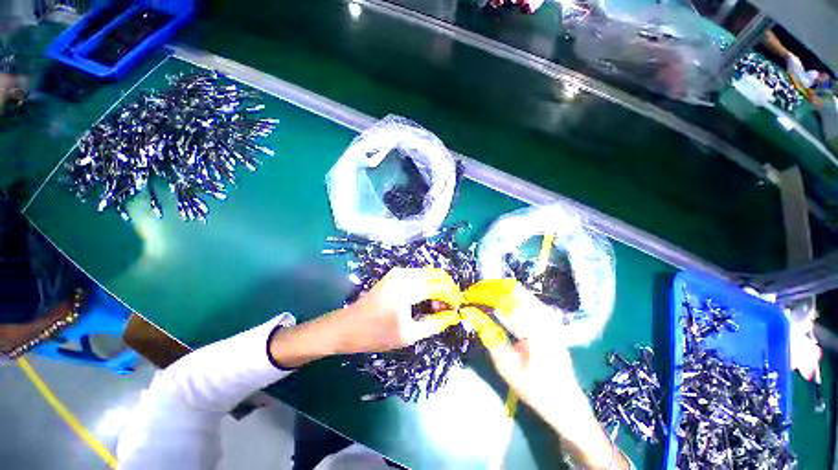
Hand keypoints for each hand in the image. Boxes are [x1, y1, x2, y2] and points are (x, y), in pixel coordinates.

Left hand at [334, 267, 462, 353]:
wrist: (346, 327)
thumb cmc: (375, 333)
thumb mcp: (408, 334)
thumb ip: (434, 324)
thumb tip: (452, 317)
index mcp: (407, 286)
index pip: (439, 286)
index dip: (452, 297)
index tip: (459, 309)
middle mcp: (404, 273)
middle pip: (436, 275)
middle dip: (446, 291)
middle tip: (449, 309)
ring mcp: (398, 272)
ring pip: (428, 275)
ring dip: (437, 288)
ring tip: (439, 308)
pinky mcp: (395, 276)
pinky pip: (418, 277)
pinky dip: (427, 287)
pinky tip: (427, 301)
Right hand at [484, 282, 628, 468]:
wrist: (564, 399)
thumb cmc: (534, 388)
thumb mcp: (506, 367)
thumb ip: (489, 338)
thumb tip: (472, 315)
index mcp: (536, 332)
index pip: (505, 305)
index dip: (485, 297)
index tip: (469, 296)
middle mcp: (545, 318)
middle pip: (515, 291)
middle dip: (493, 289)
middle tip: (475, 293)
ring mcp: (550, 316)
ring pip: (521, 292)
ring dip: (501, 291)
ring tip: (484, 295)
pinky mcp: (550, 318)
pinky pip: (527, 299)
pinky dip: (510, 297)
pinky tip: (500, 302)